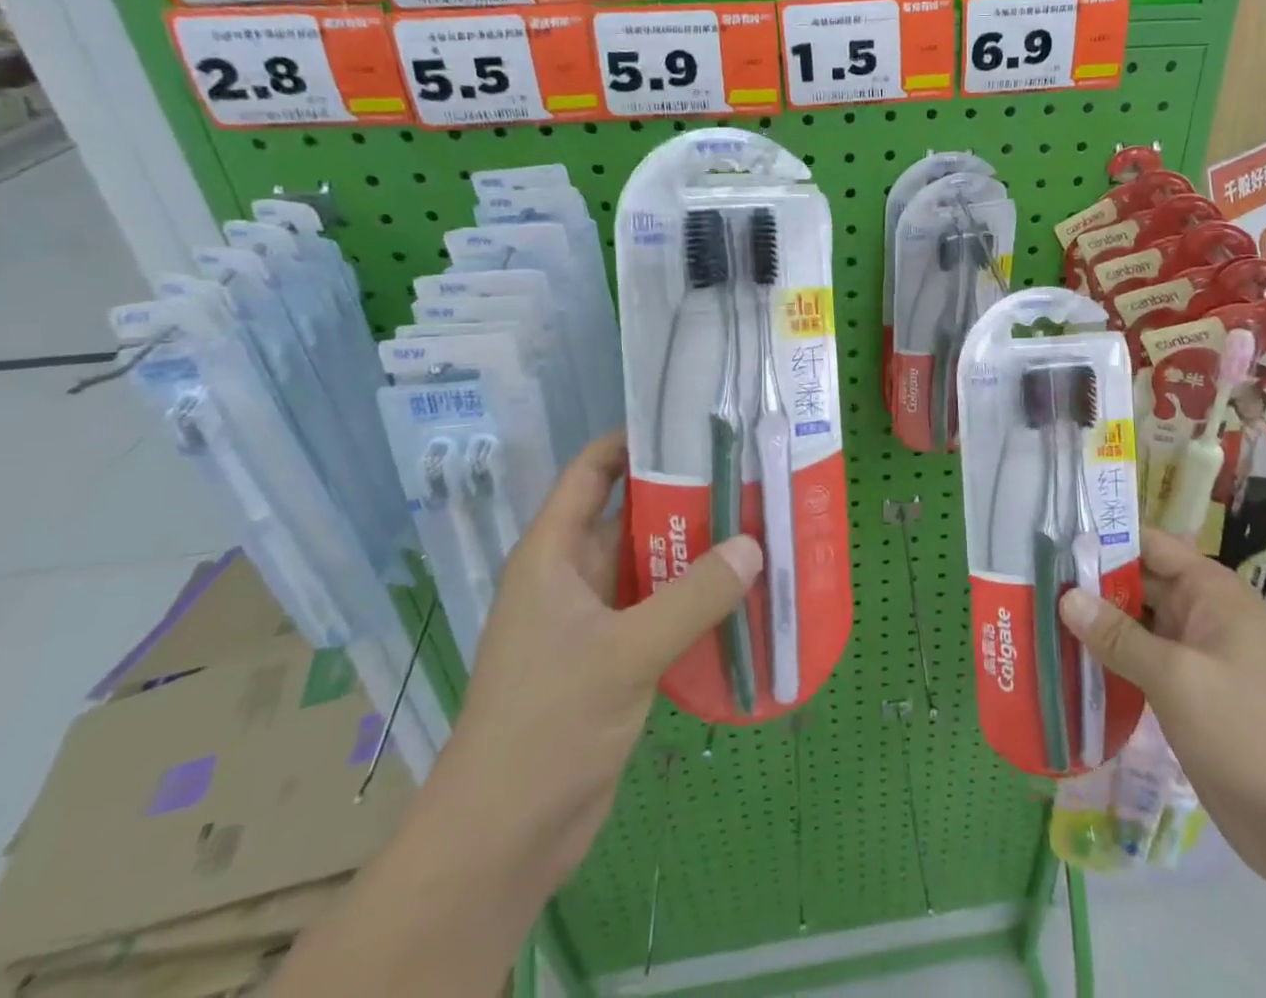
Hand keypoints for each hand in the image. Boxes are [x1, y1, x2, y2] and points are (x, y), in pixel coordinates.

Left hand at [426, 433, 761, 888]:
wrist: (504, 839)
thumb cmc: (546, 726)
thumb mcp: (624, 653)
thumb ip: (692, 597)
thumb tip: (753, 545)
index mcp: (554, 554)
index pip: (591, 471)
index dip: (633, 441)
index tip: (693, 426)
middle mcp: (573, 576)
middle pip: (634, 516)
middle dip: (688, 500)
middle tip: (751, 481)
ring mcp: (593, 620)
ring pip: (652, 567)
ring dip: (699, 555)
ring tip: (761, 531)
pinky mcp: (613, 658)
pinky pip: (661, 611)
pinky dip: (696, 602)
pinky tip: (744, 597)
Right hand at [1058, 528, 1265, 880]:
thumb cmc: (1245, 732)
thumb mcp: (1175, 677)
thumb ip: (1118, 635)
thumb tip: (1065, 597)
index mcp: (1211, 591)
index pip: (1150, 545)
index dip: (1104, 540)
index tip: (1052, 543)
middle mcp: (1204, 613)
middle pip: (1139, 582)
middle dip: (1092, 584)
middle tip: (1033, 584)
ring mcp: (1197, 655)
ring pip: (1138, 624)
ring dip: (1097, 625)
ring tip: (1040, 619)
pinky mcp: (1190, 693)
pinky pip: (1143, 661)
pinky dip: (1112, 660)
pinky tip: (1072, 664)